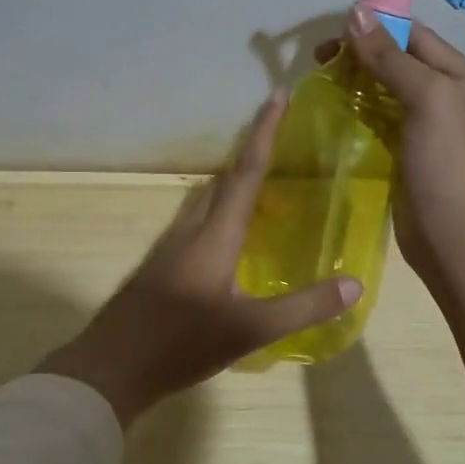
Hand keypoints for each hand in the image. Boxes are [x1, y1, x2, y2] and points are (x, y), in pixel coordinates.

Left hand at [36, 93, 362, 425]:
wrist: (111, 368)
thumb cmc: (181, 344)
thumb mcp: (250, 329)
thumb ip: (303, 307)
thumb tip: (353, 284)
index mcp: (214, 235)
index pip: (245, 172)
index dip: (264, 132)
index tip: (278, 95)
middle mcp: (190, 230)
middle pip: (223, 180)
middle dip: (251, 155)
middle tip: (283, 143)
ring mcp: (169, 248)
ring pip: (206, 202)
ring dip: (233, 185)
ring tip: (264, 188)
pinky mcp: (160, 267)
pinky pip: (196, 224)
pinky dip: (220, 214)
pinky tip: (230, 240)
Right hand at [317, 8, 464, 291]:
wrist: (456, 241)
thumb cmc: (450, 165)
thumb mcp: (429, 100)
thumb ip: (392, 57)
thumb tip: (355, 13)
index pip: (419, 38)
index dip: (378, 29)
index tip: (334, 32)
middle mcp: (456, 99)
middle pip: (404, 63)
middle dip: (364, 56)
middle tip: (321, 59)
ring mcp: (434, 130)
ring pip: (391, 93)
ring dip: (359, 83)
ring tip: (323, 79)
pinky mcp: (412, 156)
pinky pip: (384, 122)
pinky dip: (362, 112)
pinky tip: (337, 109)